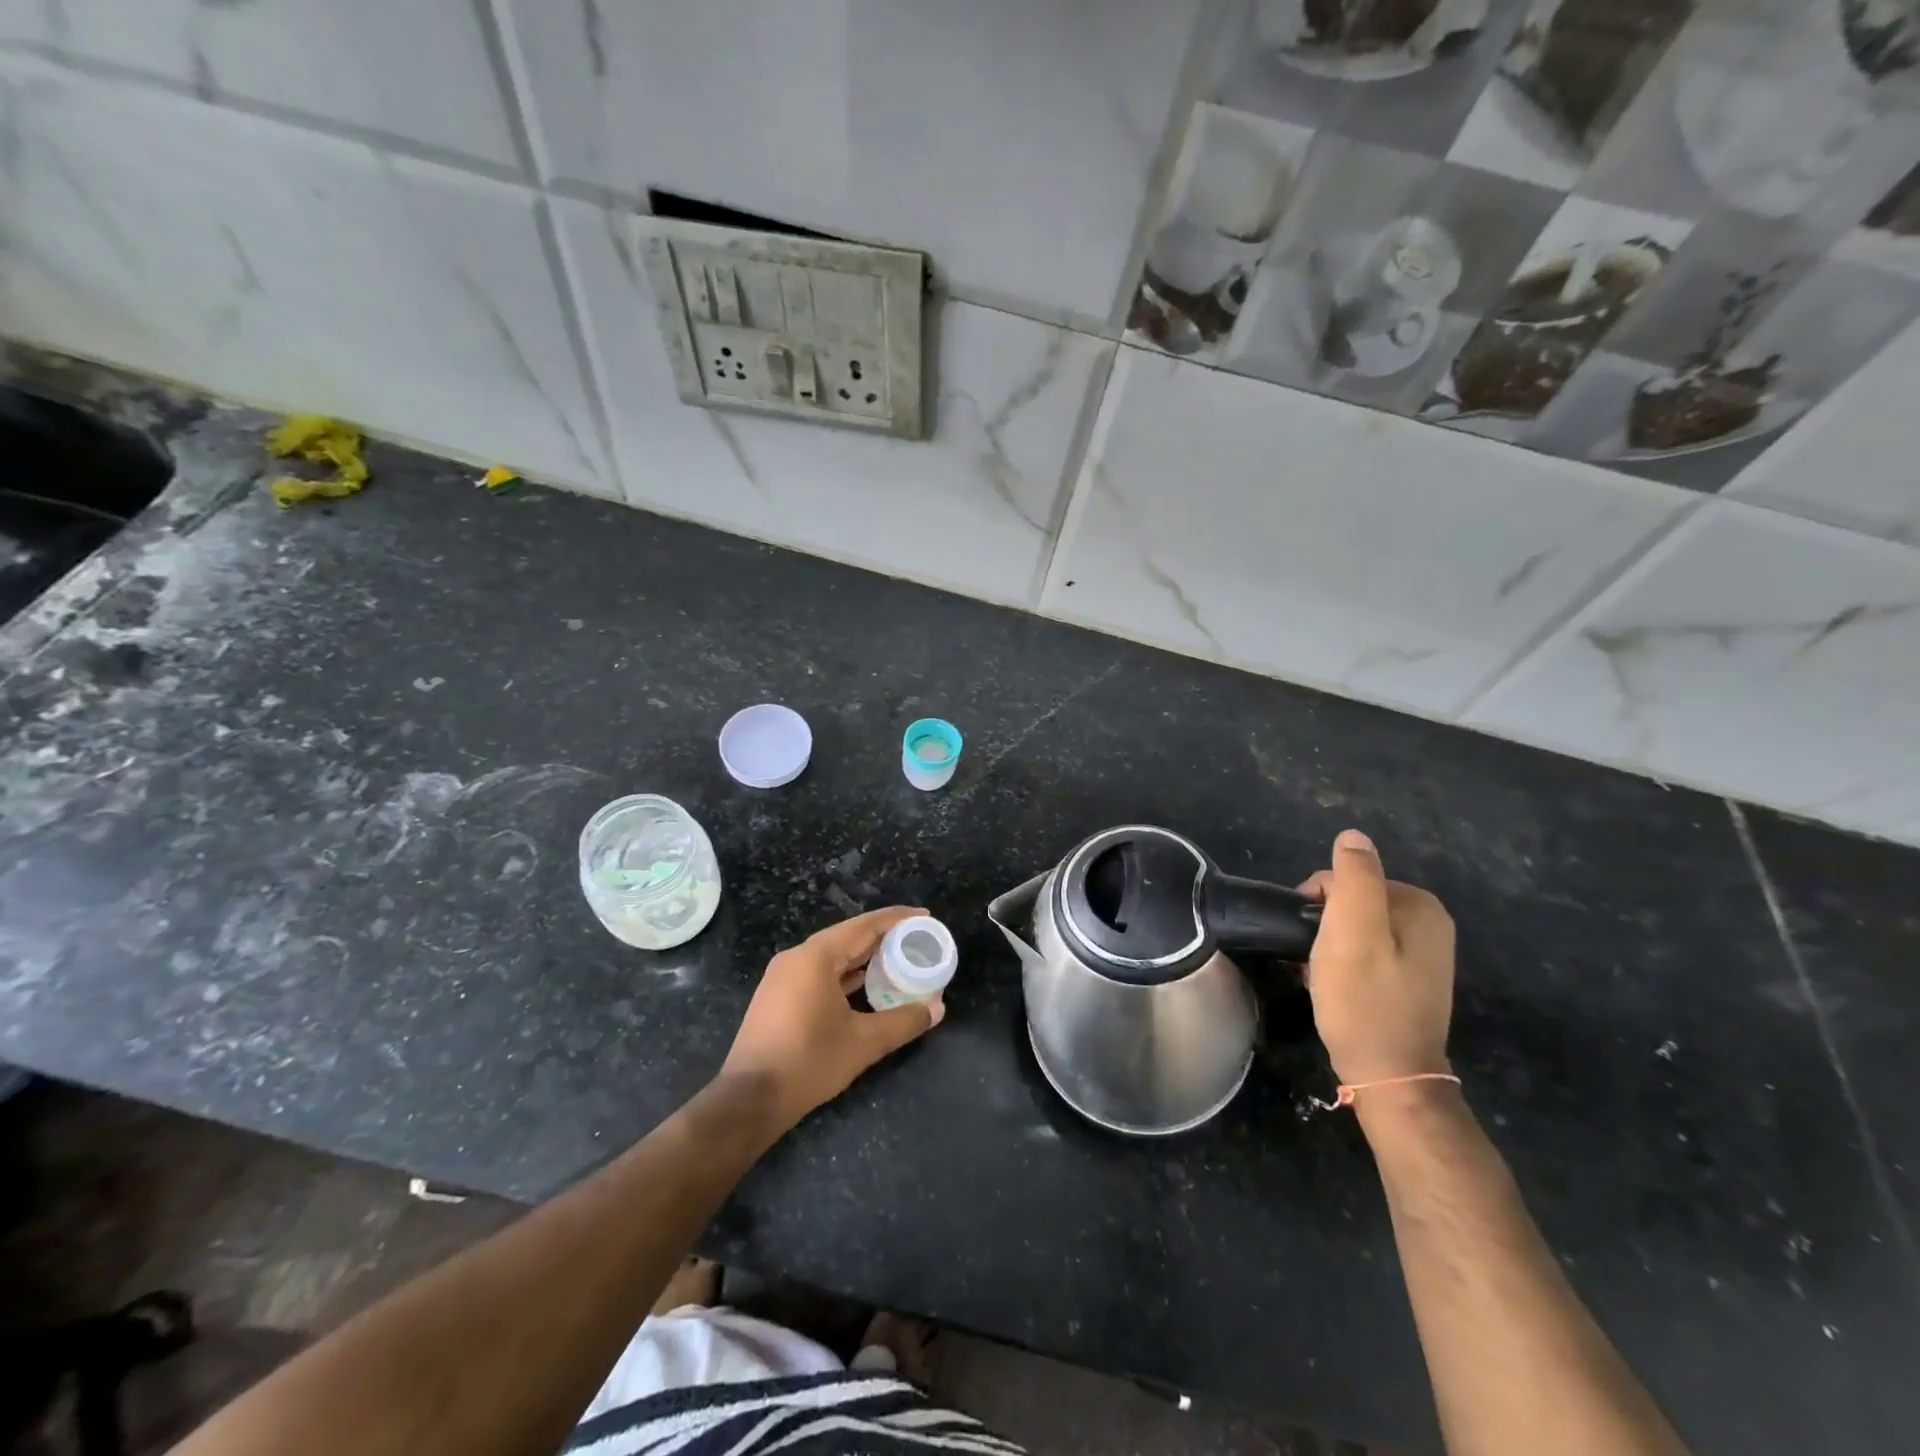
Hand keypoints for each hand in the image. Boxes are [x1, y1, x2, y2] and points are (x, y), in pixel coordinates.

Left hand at [720, 906, 945, 1128]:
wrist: (749, 1099)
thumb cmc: (809, 1061)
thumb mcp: (864, 1042)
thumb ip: (903, 1021)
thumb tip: (937, 1009)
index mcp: (816, 956)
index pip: (864, 926)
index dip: (897, 919)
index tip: (925, 916)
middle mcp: (797, 957)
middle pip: (848, 937)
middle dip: (883, 938)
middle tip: (917, 940)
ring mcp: (783, 977)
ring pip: (833, 956)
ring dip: (864, 957)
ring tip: (898, 960)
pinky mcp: (778, 997)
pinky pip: (819, 973)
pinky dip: (845, 974)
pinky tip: (866, 985)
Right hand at [1299, 829, 1454, 1088]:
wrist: (1389, 1075)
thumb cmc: (1363, 1001)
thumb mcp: (1351, 932)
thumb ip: (1353, 879)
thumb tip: (1353, 836)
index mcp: (1419, 905)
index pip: (1346, 879)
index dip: (1316, 903)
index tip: (1308, 938)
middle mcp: (1429, 923)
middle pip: (1351, 902)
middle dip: (1323, 925)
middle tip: (1313, 960)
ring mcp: (1422, 953)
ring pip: (1354, 928)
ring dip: (1329, 946)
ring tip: (1319, 975)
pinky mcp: (1410, 978)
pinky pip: (1365, 951)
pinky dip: (1343, 963)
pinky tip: (1333, 986)